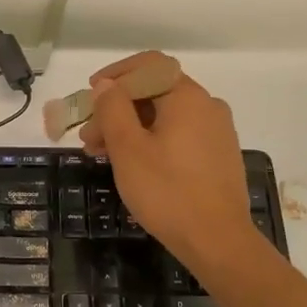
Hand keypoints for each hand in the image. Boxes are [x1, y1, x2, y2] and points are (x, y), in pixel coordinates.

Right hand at [79, 53, 254, 277]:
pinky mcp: (219, 156)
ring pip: (165, 118)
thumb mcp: (128, 149)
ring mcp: (217, 132)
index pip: (148, 66)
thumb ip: (112, 109)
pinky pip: (179, 136)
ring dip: (131, 129)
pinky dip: (152, 142)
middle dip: (117, 110)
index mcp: (187, 97)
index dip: (114, 76)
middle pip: (155, 93)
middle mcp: (207, 106)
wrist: (217, 241)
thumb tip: (106, 85)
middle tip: (88, 137)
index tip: (89, 95)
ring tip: (102, 155)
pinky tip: (133, 166)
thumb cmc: (167, 191)